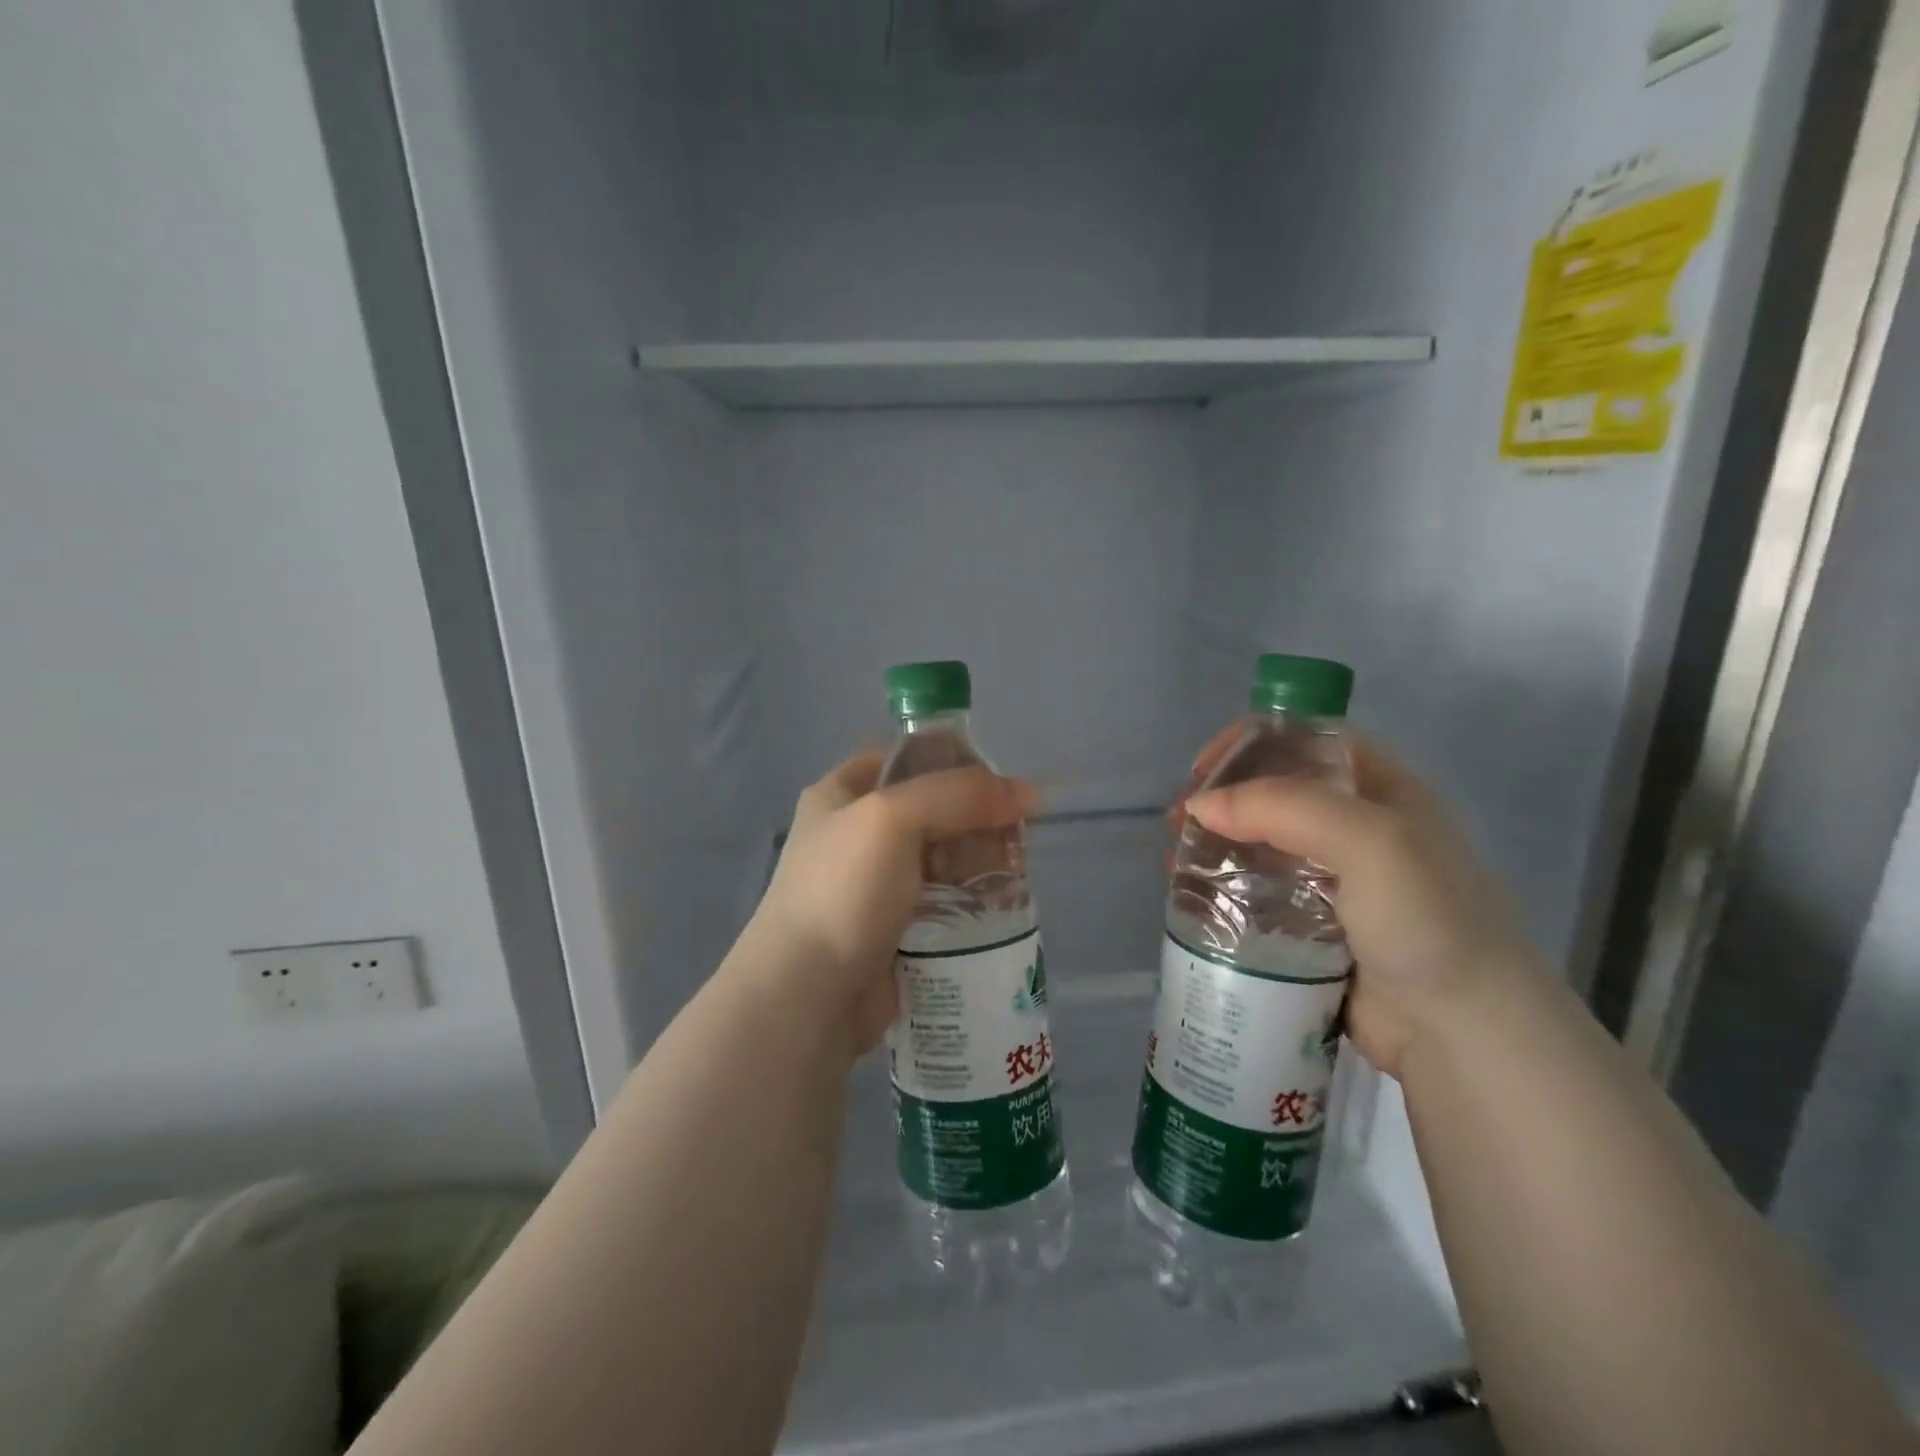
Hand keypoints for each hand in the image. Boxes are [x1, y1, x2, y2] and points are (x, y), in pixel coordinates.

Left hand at [741, 752, 1036, 1056]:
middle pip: (930, 811)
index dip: (950, 760)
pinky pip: (943, 904)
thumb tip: (1030, 792)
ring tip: (1019, 870)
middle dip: (974, 818)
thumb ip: (959, 794)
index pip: (903, 759)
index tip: (997, 778)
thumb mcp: (894, 818)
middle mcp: (855, 836)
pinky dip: (971, 902)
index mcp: (839, 795)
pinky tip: (1004, 904)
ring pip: (941, 860)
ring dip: (978, 863)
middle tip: (1018, 830)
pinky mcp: (895, 931)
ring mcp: (874, 887)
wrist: (808, 995)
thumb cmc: (843, 890)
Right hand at [1186, 736, 1535, 1078]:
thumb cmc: (1427, 920)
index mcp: (1383, 792)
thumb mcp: (1370, 841)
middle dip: (1221, 798)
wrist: (1461, 1032)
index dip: (1254, 741)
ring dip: (1213, 844)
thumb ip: (1284, 807)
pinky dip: (1221, 888)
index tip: (1206, 767)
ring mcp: (1334, 881)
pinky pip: (1256, 893)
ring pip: (1259, 845)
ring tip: (1173, 859)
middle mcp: (1357, 829)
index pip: (1309, 741)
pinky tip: (1190, 895)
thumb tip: (1199, 807)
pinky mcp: (1311, 927)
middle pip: (1274, 792)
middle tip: (1179, 820)